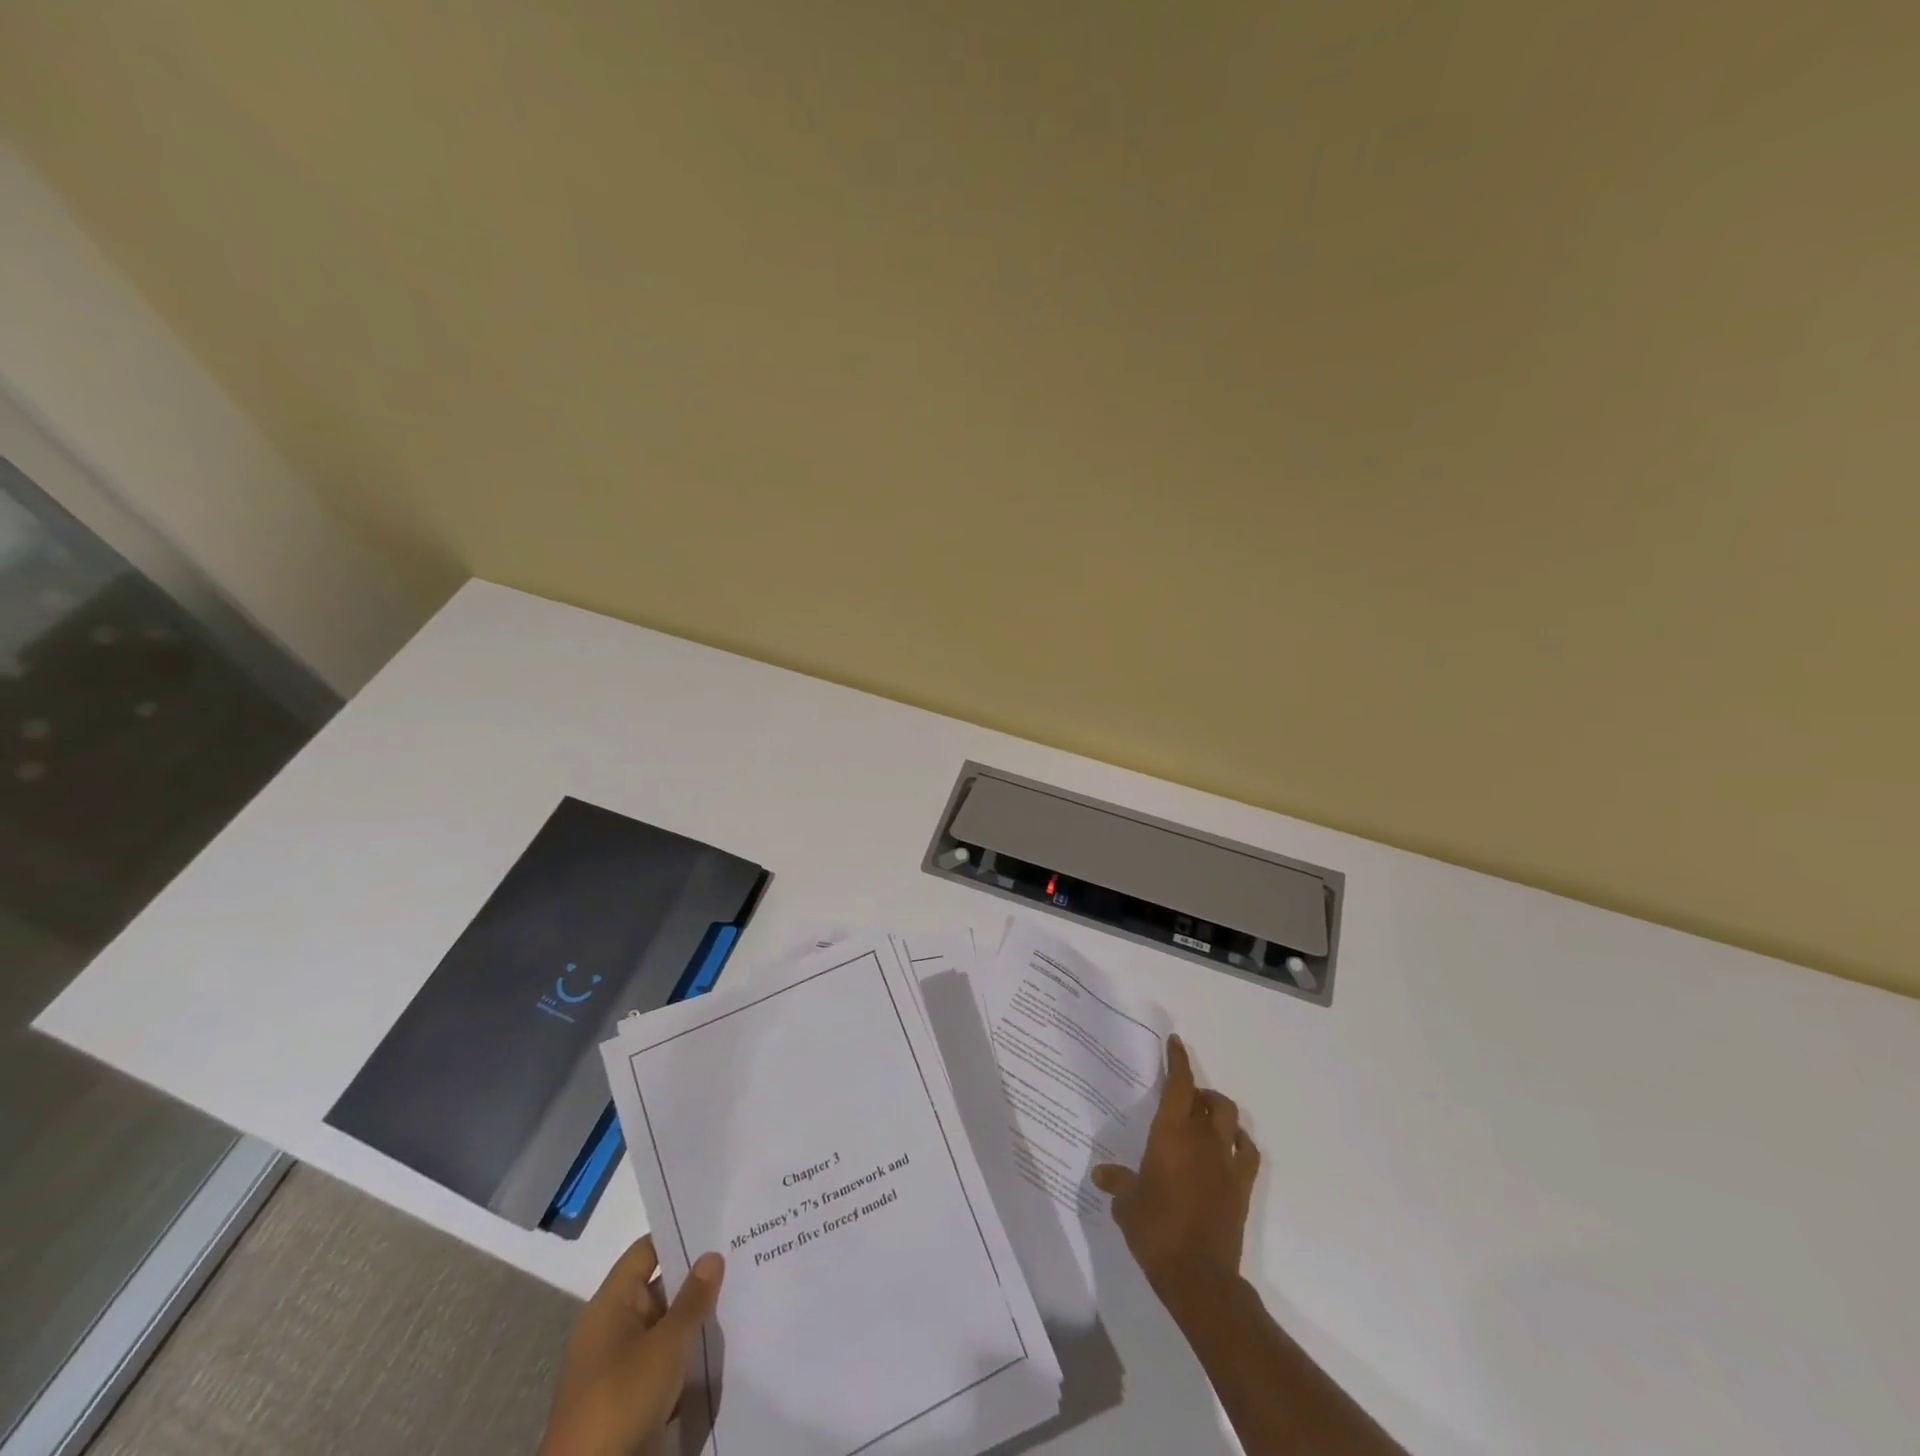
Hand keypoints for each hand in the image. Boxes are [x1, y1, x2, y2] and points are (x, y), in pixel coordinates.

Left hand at [538, 1237, 723, 1455]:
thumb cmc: (621, 1403)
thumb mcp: (665, 1346)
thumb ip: (692, 1299)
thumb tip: (711, 1255)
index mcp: (610, 1306)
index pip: (647, 1252)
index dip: (680, 1235)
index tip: (720, 1224)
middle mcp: (613, 1329)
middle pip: (660, 1288)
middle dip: (698, 1279)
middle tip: (743, 1256)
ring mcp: (622, 1368)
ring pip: (666, 1329)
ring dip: (697, 1321)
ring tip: (744, 1296)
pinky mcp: (632, 1402)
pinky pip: (666, 1364)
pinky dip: (689, 1358)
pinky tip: (726, 1348)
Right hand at [1091, 1034, 1259, 1305]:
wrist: (1199, 1276)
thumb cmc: (1155, 1229)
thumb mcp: (1127, 1204)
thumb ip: (1118, 1183)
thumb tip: (1101, 1174)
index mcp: (1171, 1133)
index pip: (1179, 1084)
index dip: (1178, 1060)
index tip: (1176, 1042)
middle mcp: (1202, 1139)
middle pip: (1211, 1099)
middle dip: (1200, 1091)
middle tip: (1185, 1097)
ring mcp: (1226, 1162)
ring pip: (1232, 1120)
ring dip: (1220, 1112)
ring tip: (1206, 1119)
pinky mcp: (1242, 1187)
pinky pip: (1248, 1153)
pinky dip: (1241, 1143)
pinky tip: (1230, 1148)